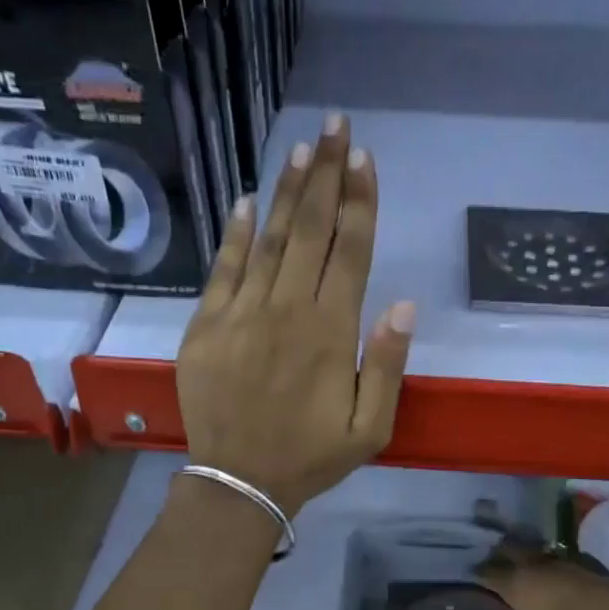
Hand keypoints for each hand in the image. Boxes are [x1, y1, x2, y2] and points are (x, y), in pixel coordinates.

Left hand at [176, 113, 414, 515]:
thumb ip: (386, 364)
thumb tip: (402, 304)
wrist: (239, 482)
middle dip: (327, 174)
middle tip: (336, 126)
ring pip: (270, 239)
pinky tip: (248, 200)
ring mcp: (241, 313)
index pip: (350, 250)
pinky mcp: (206, 326)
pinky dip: (236, 233)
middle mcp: (287, 309)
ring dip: (289, 191)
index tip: (364, 158)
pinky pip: (223, 269)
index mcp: (331, 331)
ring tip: (303, 148)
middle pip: (312, 230)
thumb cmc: (312, 456)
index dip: (360, 201)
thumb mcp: (371, 427)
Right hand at [463, 543, 608, 609]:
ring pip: (546, 559)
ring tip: (528, 582)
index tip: (467, 586)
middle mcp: (545, 567)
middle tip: (493, 575)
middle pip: (516, 553)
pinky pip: (574, 571)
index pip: (487, 573)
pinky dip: (564, 578)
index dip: (475, 578)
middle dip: (503, 560)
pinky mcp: (604, 577)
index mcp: (521, 583)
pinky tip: (568, 593)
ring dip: (535, 566)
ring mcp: (577, 568)